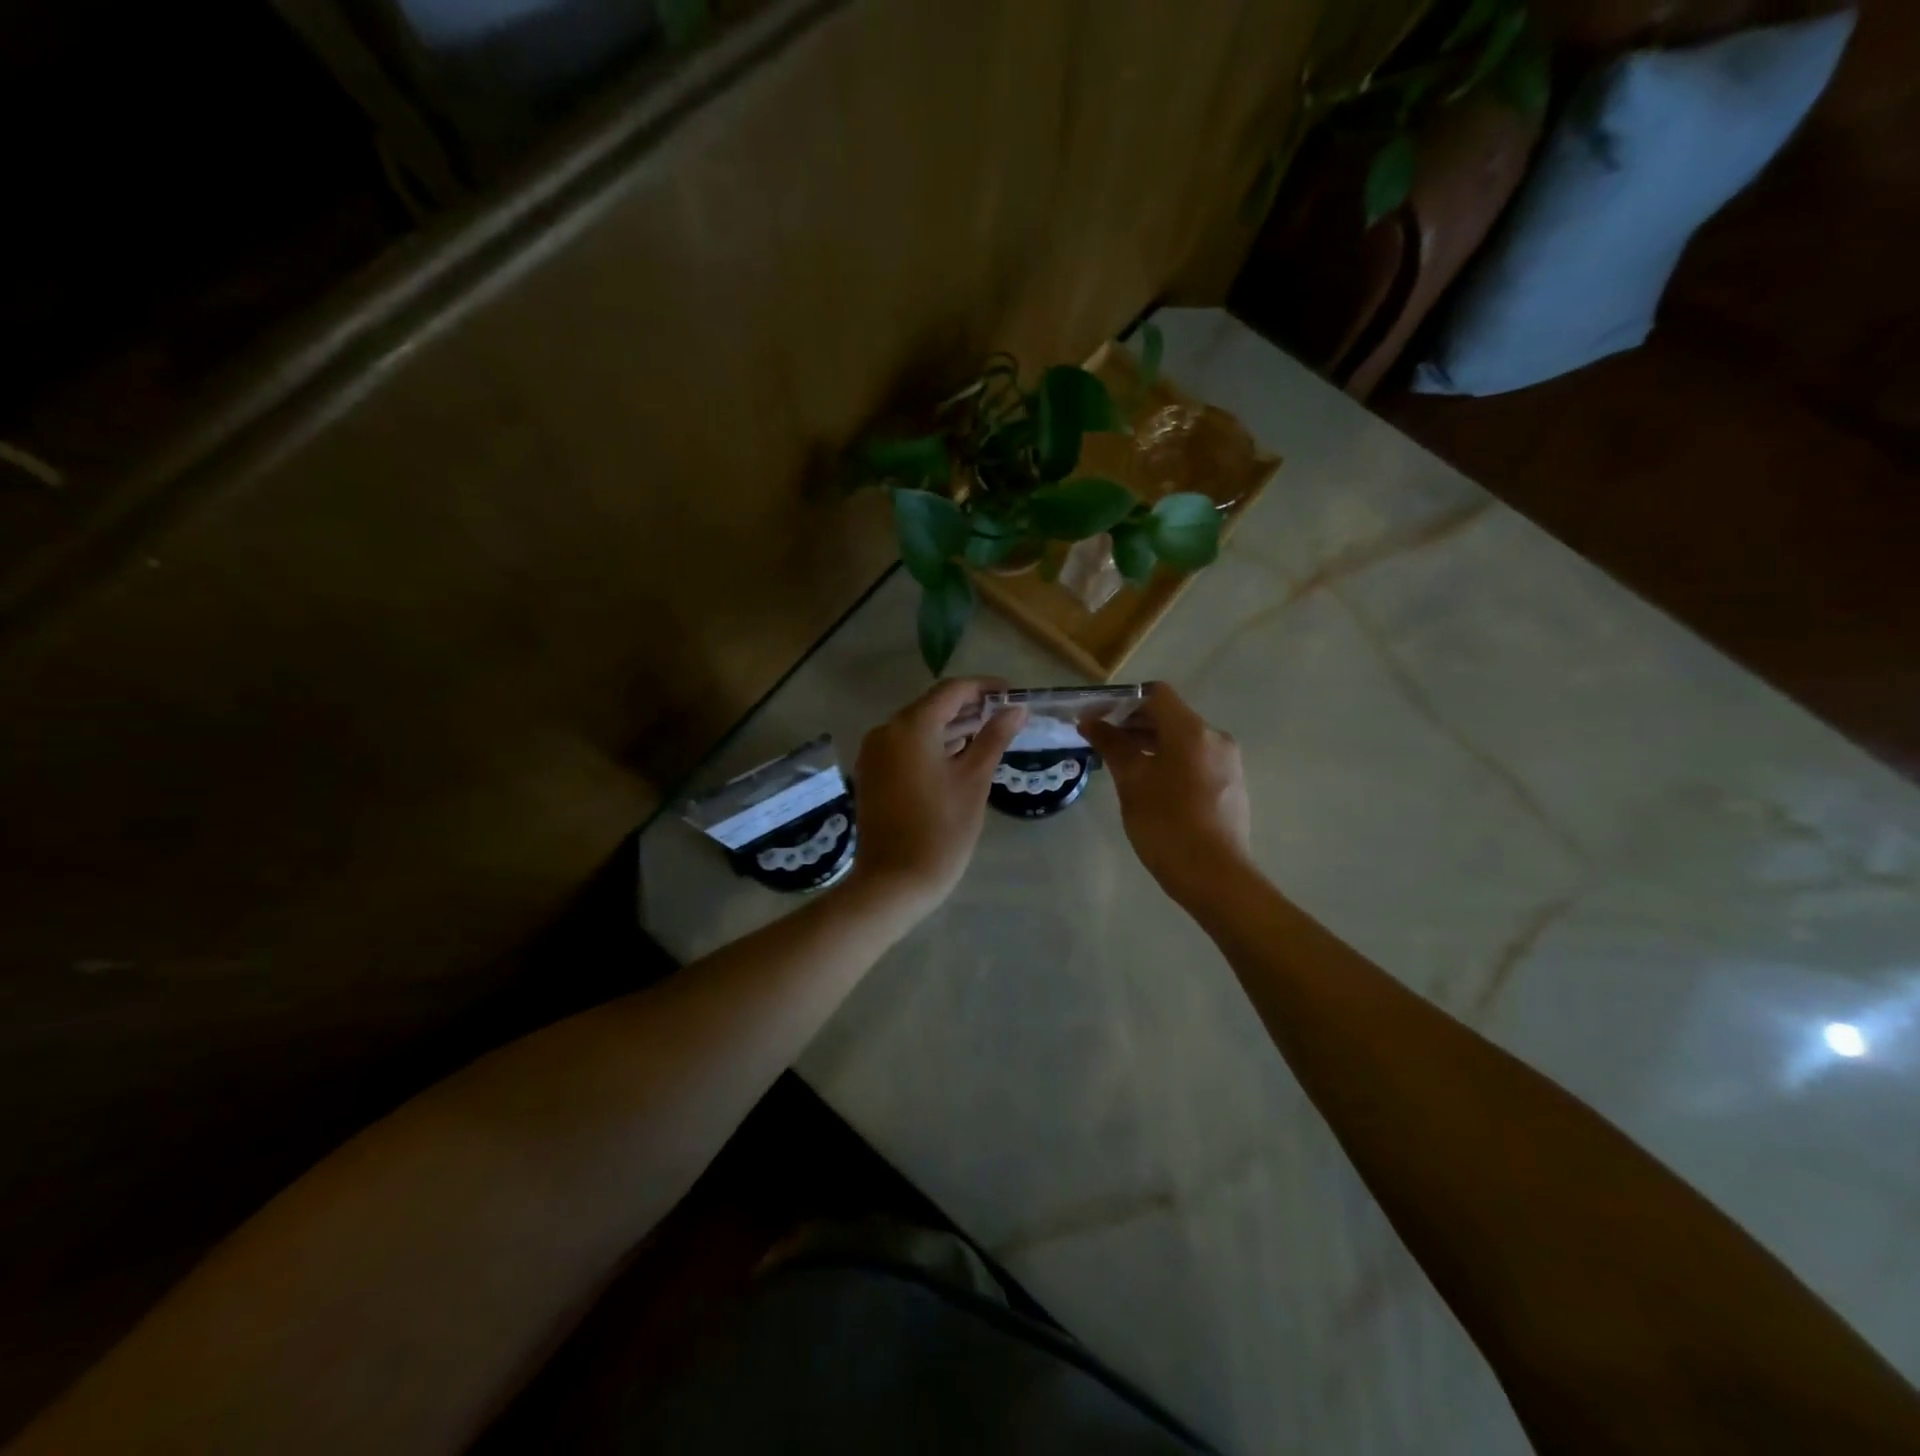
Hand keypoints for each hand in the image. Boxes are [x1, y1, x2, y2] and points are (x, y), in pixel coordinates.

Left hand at [844, 678, 1026, 917]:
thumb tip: (1016, 709)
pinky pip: (905, 747)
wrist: (894, 882)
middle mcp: (886, 731)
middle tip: (1006, 715)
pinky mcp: (872, 774)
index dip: (985, 688)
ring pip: (918, 727)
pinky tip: (959, 755)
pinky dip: (932, 745)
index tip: (1014, 695)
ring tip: (989, 733)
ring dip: (952, 727)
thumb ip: (994, 738)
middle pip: (932, 706)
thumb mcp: (974, 781)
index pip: (952, 690)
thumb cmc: (941, 830)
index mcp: (911, 727)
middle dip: (970, 707)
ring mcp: (874, 754)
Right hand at [1082, 682, 1252, 906]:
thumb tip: (1091, 721)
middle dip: (1134, 724)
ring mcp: (1227, 763)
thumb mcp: (1132, 782)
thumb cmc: (1166, 824)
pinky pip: (1195, 760)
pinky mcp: (1231, 785)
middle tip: (1101, 743)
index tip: (1097, 719)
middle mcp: (1215, 738)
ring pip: (1183, 740)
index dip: (1122, 701)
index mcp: (1191, 730)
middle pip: (1170, 716)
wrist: (1215, 877)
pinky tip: (1150, 786)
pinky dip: (1170, 761)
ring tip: (1121, 765)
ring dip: (1151, 744)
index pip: (1155, 694)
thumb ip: (1112, 746)